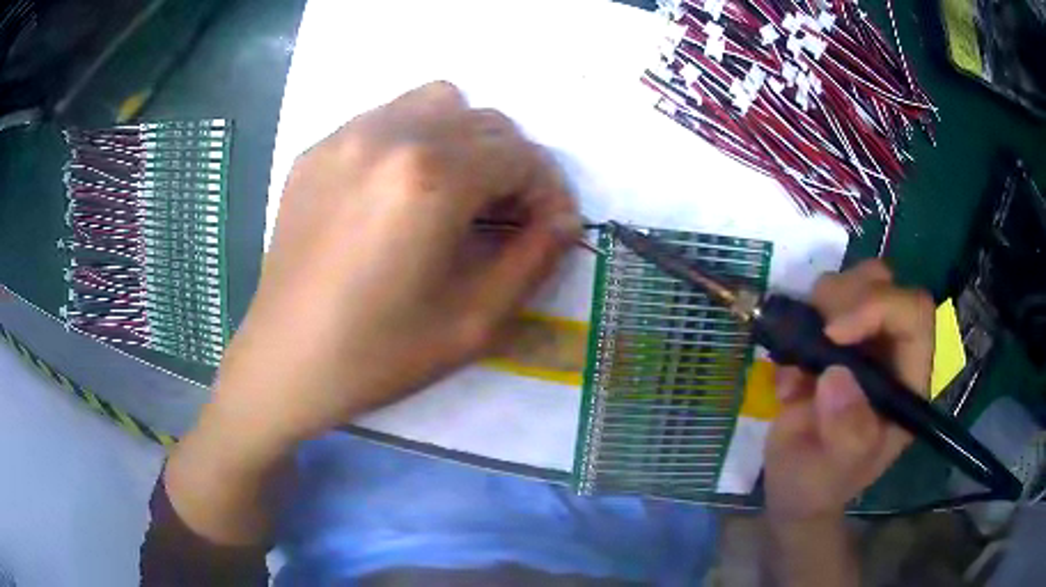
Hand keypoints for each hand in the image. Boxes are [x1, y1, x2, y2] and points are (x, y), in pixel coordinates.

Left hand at [206, 81, 578, 454]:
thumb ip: (534, 259)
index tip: (552, 227)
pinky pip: (386, 119)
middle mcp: (389, 135)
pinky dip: (415, 140)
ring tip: (456, 192)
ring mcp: (345, 136)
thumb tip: (564, 219)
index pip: (521, 155)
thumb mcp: (475, 321)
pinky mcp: (317, 150)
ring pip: (436, 103)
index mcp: (430, 177)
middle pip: (485, 121)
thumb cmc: (379, 353)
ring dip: (465, 140)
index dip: (550, 190)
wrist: (285, 361)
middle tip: (508, 216)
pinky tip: (400, 192)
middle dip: (513, 165)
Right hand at [765, 260, 934, 522]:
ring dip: (821, 304)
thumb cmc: (823, 484)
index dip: (879, 307)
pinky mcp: (831, 341)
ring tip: (800, 355)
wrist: (794, 488)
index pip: (914, 315)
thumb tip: (836, 375)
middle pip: (884, 283)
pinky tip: (789, 371)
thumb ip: (847, 431)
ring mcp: (861, 342)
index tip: (833, 334)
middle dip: (846, 296)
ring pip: (853, 282)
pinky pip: (818, 304)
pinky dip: (798, 324)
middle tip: (816, 333)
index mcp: (907, 380)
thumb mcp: (837, 469)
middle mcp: (890, 351)